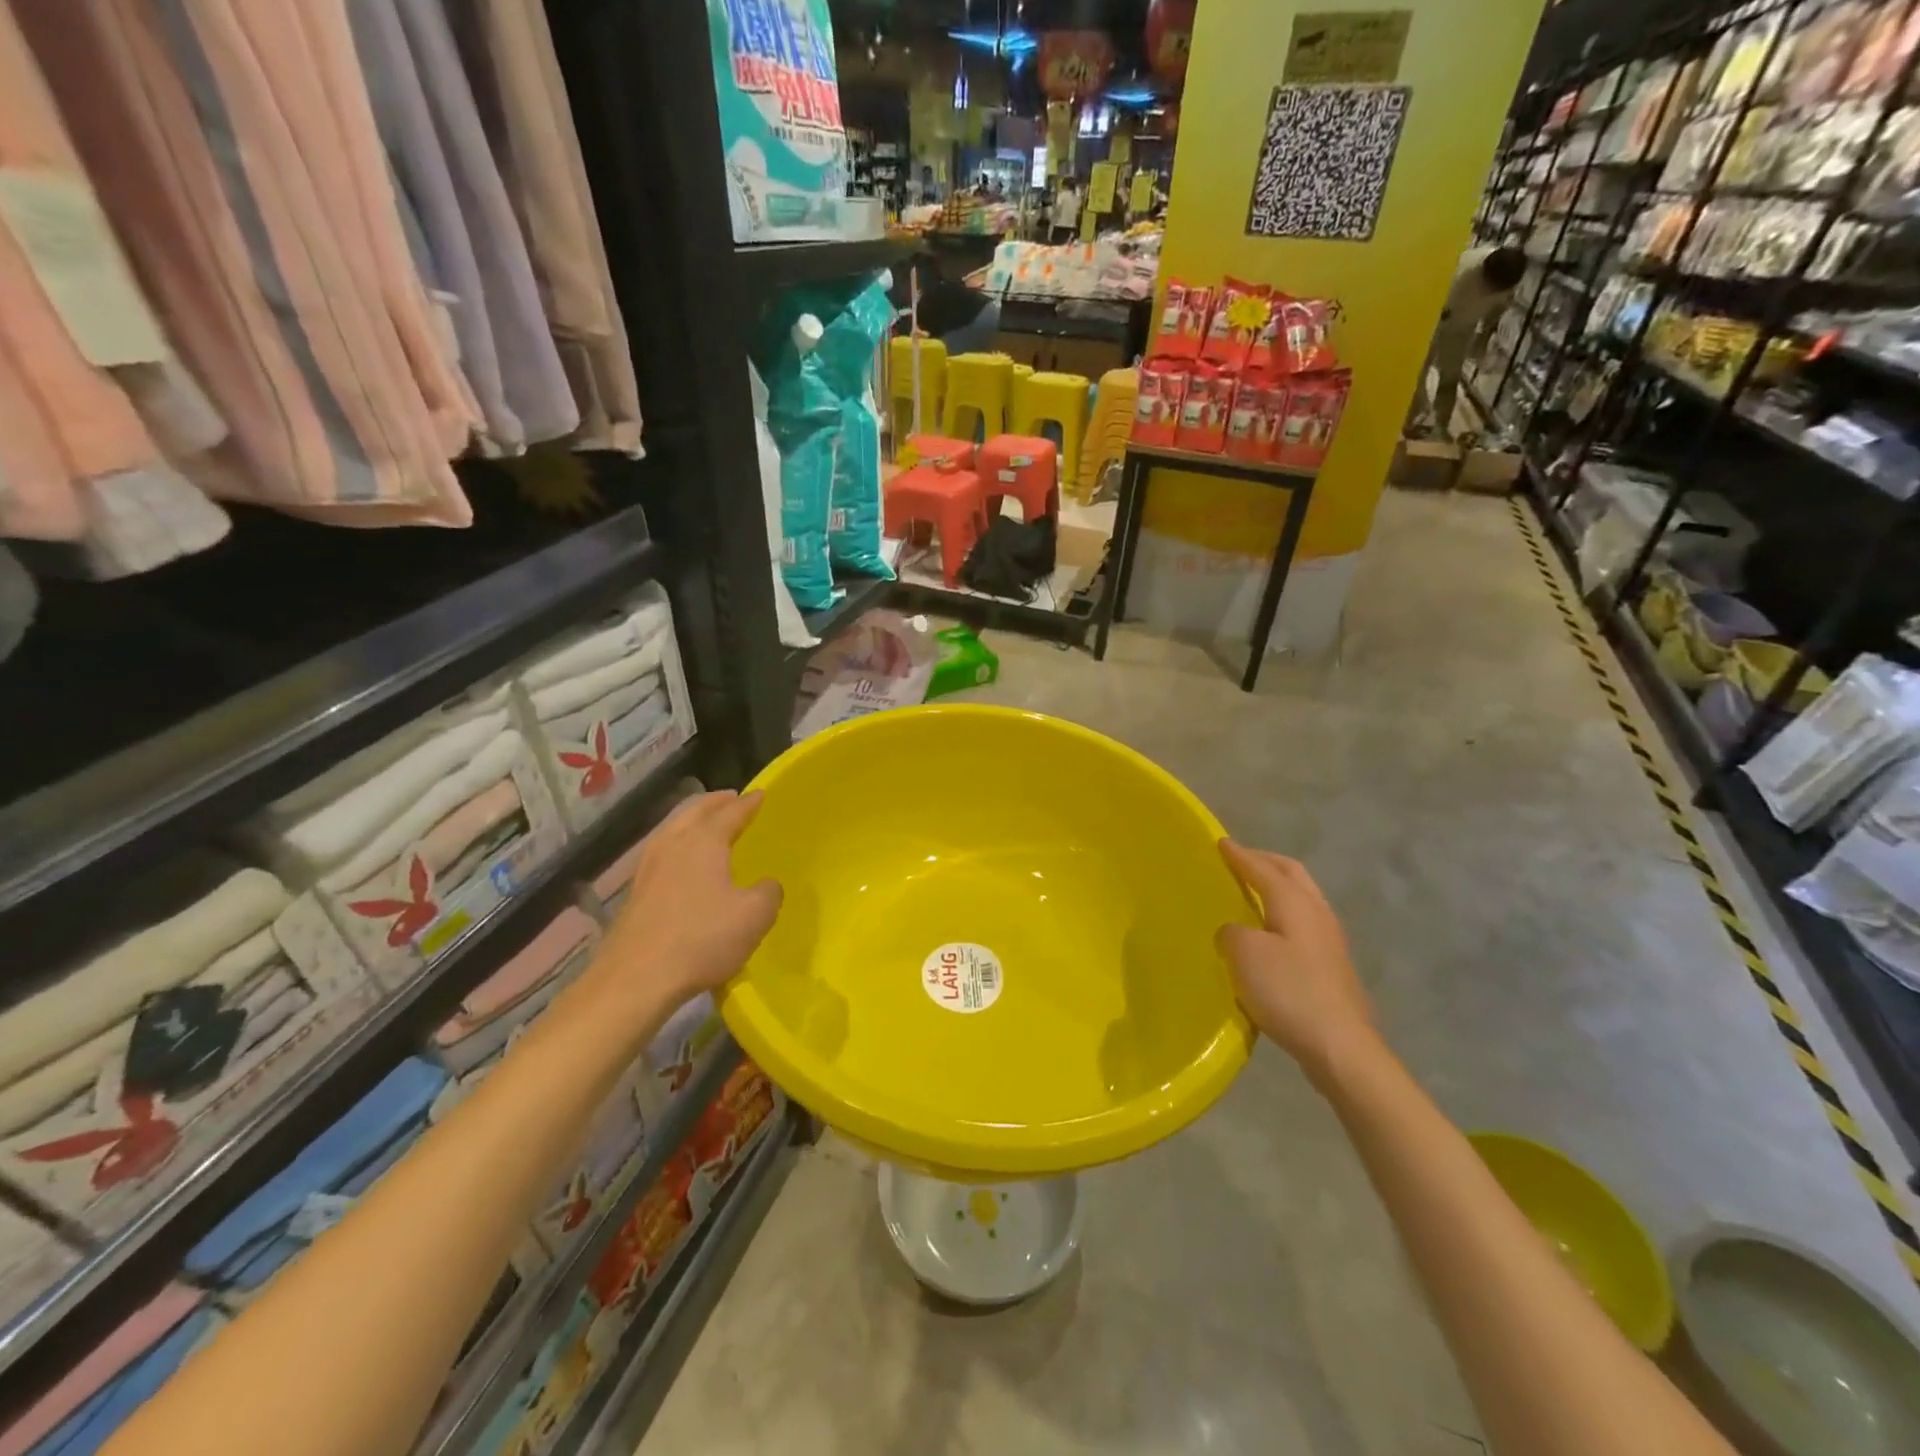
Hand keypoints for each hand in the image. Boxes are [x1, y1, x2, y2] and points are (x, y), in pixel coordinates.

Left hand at [599, 791, 782, 1005]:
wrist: (635, 980)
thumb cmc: (701, 939)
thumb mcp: (754, 916)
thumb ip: (768, 892)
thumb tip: (767, 884)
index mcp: (703, 841)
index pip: (730, 812)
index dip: (749, 803)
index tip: (761, 794)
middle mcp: (672, 844)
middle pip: (694, 811)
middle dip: (715, 803)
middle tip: (732, 798)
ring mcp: (648, 868)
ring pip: (672, 829)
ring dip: (692, 820)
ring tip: (707, 824)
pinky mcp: (635, 892)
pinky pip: (662, 851)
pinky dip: (678, 843)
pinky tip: (683, 861)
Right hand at [1216, 841, 1378, 1088]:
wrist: (1340, 1047)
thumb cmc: (1288, 991)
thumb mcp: (1244, 954)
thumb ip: (1232, 932)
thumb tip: (1234, 931)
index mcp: (1295, 903)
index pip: (1263, 869)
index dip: (1240, 855)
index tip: (1221, 842)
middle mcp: (1317, 914)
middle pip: (1292, 875)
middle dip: (1265, 863)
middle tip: (1240, 860)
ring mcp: (1330, 942)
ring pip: (1302, 899)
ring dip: (1278, 888)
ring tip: (1253, 893)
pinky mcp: (1332, 968)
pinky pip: (1303, 925)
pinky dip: (1283, 915)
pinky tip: (1269, 935)